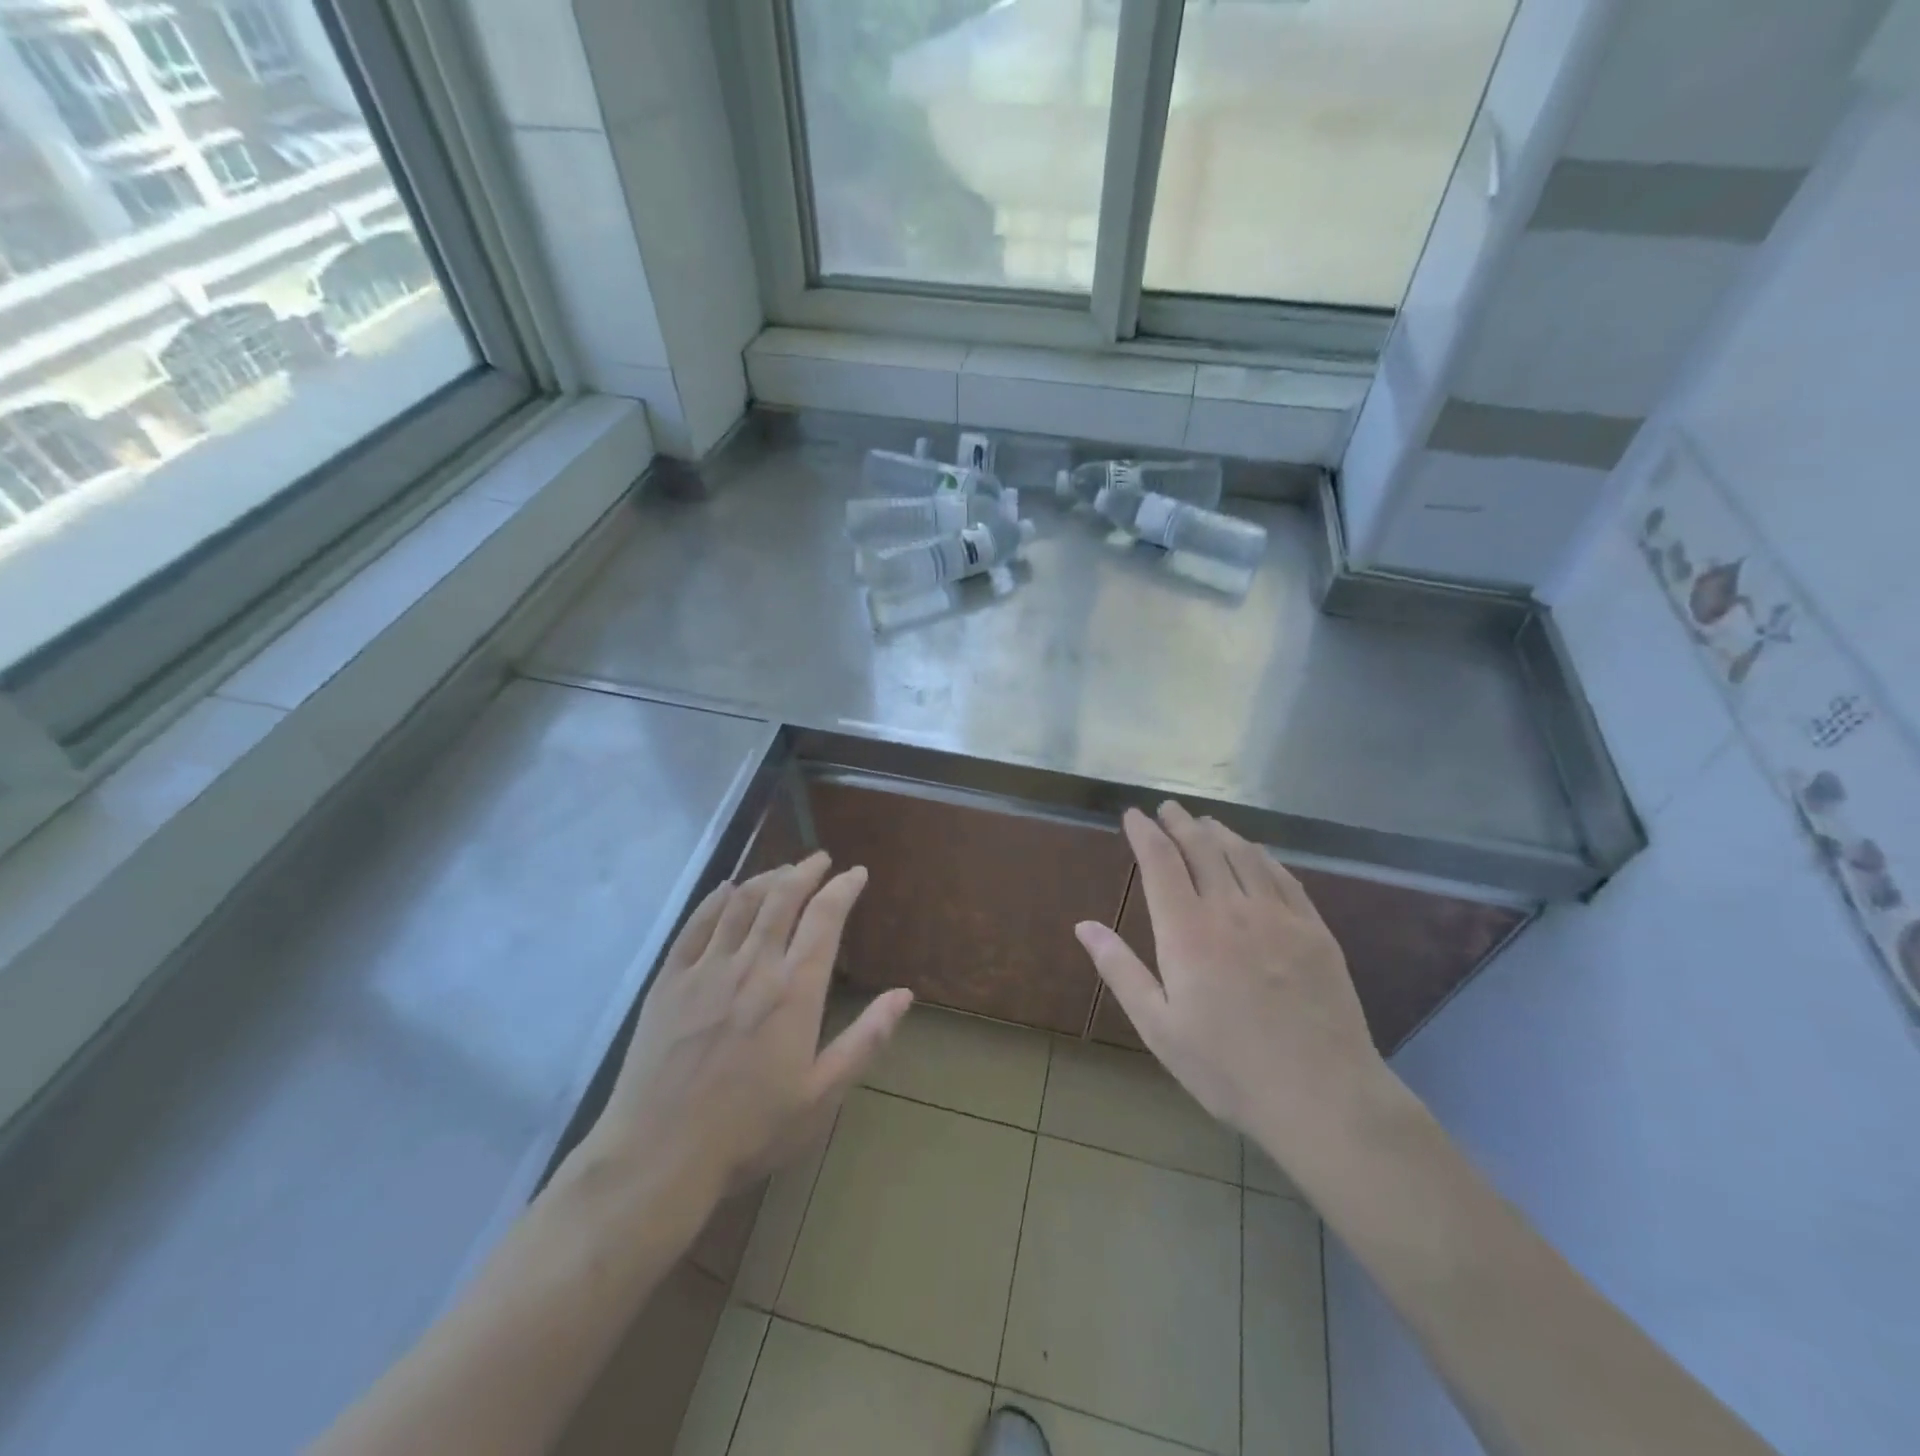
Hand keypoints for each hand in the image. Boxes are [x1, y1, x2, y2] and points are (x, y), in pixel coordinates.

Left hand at [584, 852, 911, 1214]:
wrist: (659, 1156)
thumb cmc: (750, 1131)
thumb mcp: (821, 1095)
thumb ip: (865, 1039)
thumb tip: (904, 995)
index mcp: (794, 991)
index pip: (825, 918)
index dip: (843, 887)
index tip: (857, 873)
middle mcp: (753, 966)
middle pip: (782, 897)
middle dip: (806, 870)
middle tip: (820, 859)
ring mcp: (706, 969)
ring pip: (741, 902)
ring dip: (767, 878)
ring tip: (783, 871)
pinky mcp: (669, 980)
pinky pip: (697, 924)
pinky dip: (717, 899)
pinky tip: (728, 890)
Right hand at [1073, 803, 1388, 1167]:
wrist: (1322, 1097)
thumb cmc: (1227, 1068)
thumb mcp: (1159, 1028)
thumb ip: (1120, 970)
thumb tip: (1083, 926)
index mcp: (1187, 932)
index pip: (1160, 862)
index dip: (1145, 832)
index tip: (1133, 815)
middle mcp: (1231, 910)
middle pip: (1202, 847)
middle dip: (1180, 822)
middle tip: (1167, 808)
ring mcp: (1278, 916)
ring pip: (1243, 854)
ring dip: (1219, 832)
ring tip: (1205, 822)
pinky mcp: (1314, 930)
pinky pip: (1283, 876)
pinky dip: (1262, 855)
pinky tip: (1256, 853)